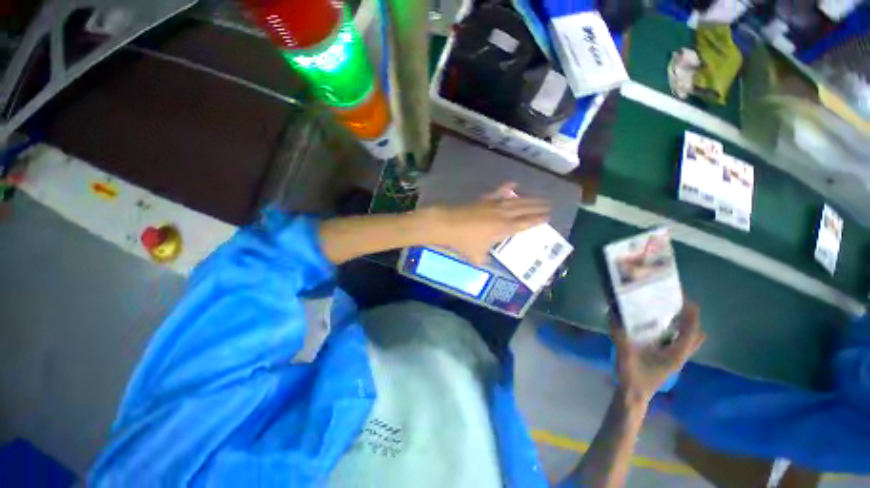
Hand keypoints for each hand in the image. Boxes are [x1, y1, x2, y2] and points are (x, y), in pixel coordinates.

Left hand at [427, 182, 550, 264]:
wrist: (448, 225)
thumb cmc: (464, 242)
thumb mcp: (476, 256)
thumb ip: (484, 259)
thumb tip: (486, 261)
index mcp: (504, 229)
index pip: (525, 224)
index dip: (537, 220)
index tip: (548, 217)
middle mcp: (503, 214)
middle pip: (524, 209)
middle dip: (538, 207)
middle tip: (549, 205)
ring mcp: (493, 205)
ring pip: (515, 200)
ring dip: (529, 198)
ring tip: (540, 197)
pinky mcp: (484, 199)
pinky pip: (498, 192)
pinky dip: (507, 187)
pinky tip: (514, 184)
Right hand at [611, 301, 705, 404]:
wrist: (634, 395)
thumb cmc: (633, 377)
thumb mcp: (624, 355)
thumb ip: (619, 334)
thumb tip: (613, 313)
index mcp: (675, 355)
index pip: (691, 332)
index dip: (691, 315)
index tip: (685, 299)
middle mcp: (679, 356)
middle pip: (695, 335)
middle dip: (691, 319)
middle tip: (677, 304)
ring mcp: (675, 359)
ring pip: (688, 340)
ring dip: (684, 325)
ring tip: (669, 311)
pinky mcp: (668, 360)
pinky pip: (678, 342)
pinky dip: (675, 332)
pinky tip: (659, 326)